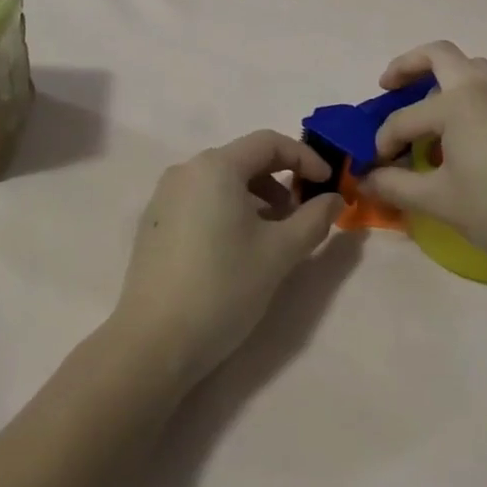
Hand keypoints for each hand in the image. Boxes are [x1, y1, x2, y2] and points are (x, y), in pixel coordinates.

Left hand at [110, 131, 341, 386]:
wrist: (153, 343)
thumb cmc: (223, 288)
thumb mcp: (279, 253)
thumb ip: (313, 219)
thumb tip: (334, 199)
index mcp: (216, 166)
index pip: (269, 143)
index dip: (305, 157)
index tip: (328, 184)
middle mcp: (186, 170)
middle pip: (244, 159)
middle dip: (281, 179)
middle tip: (303, 212)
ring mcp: (165, 196)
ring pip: (222, 180)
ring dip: (256, 196)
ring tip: (274, 233)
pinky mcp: (155, 223)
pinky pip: (200, 199)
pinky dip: (228, 209)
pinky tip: (237, 247)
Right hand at [359, 41, 486, 264]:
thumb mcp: (439, 201)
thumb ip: (396, 185)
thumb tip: (365, 180)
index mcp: (456, 103)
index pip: (403, 118)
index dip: (383, 142)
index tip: (374, 168)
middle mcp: (480, 87)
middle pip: (438, 55)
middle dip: (406, 66)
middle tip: (387, 87)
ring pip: (468, 66)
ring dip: (440, 75)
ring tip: (424, 105)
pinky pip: (485, 86)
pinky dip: (463, 93)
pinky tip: (458, 130)